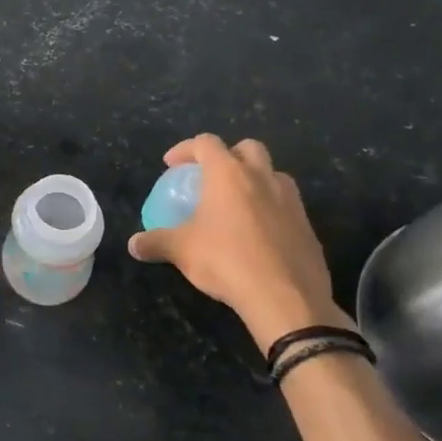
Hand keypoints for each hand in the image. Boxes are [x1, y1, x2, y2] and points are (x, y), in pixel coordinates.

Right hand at [127, 136, 349, 352]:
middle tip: (212, 177)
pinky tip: (259, 235)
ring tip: (238, 204)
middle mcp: (262, 178)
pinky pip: (288, 205)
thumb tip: (133, 244)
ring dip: (256, 180)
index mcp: (228, 174)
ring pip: (274, 174)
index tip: (172, 165)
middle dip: (229, 155)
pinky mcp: (308, 226)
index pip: (206, 143)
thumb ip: (156, 242)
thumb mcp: (182, 251)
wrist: (285, 297)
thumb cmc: (226, 261)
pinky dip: (272, 209)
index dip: (186, 149)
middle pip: (248, 147)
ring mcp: (291, 200)